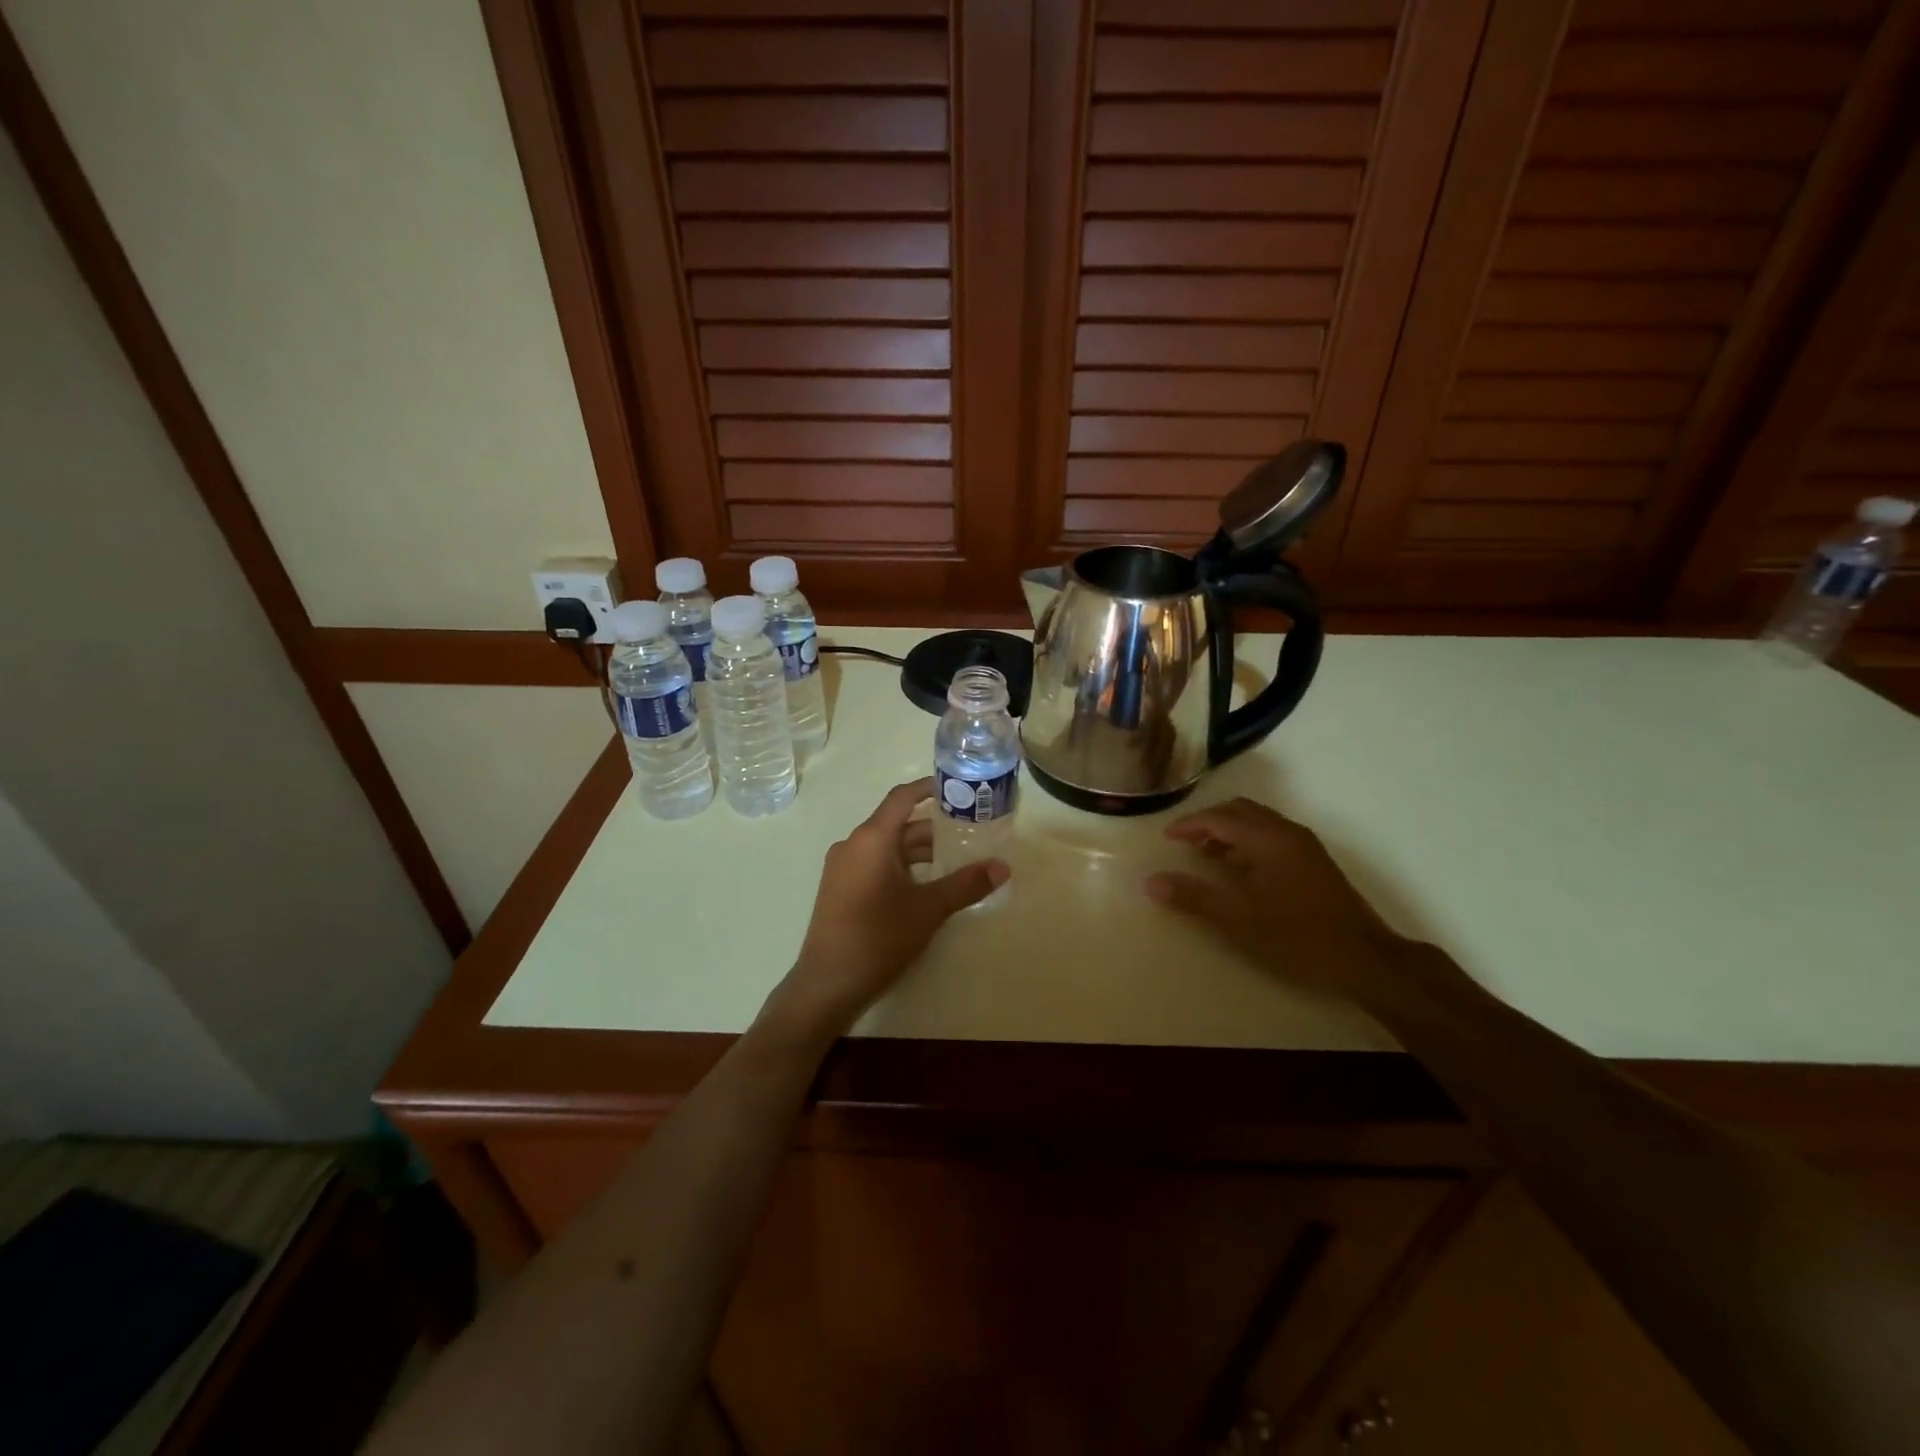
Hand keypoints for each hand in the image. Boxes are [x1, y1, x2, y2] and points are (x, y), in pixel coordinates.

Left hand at [767, 780, 1007, 1039]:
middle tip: (972, 833)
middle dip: (935, 828)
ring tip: (957, 862)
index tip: (960, 788)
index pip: (903, 797)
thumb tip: (1002, 867)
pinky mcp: (841, 889)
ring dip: (920, 851)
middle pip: (899, 824)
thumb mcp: (928, 910)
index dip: (930, 788)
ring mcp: (843, 868)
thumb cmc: (877, 938)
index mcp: (871, 839)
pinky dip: (903, 867)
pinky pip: (876, 864)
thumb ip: (966, 885)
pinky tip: (927, 886)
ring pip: (888, 847)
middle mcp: (853, 845)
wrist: (826, 985)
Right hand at [1144, 798, 1409, 1001]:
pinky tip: (1241, 870)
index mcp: (1266, 840)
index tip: (1166, 838)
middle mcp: (1286, 832)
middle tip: (1185, 843)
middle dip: (1208, 822)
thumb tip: (1151, 882)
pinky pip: (1271, 834)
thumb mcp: (1238, 921)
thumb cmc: (1297, 938)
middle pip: (1239, 811)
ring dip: (1229, 830)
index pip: (1218, 818)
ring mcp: (1304, 844)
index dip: (1188, 825)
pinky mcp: (1314, 860)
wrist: (1365, 959)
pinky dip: (1248, 840)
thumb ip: (1194, 897)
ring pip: (1258, 821)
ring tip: (1207, 856)